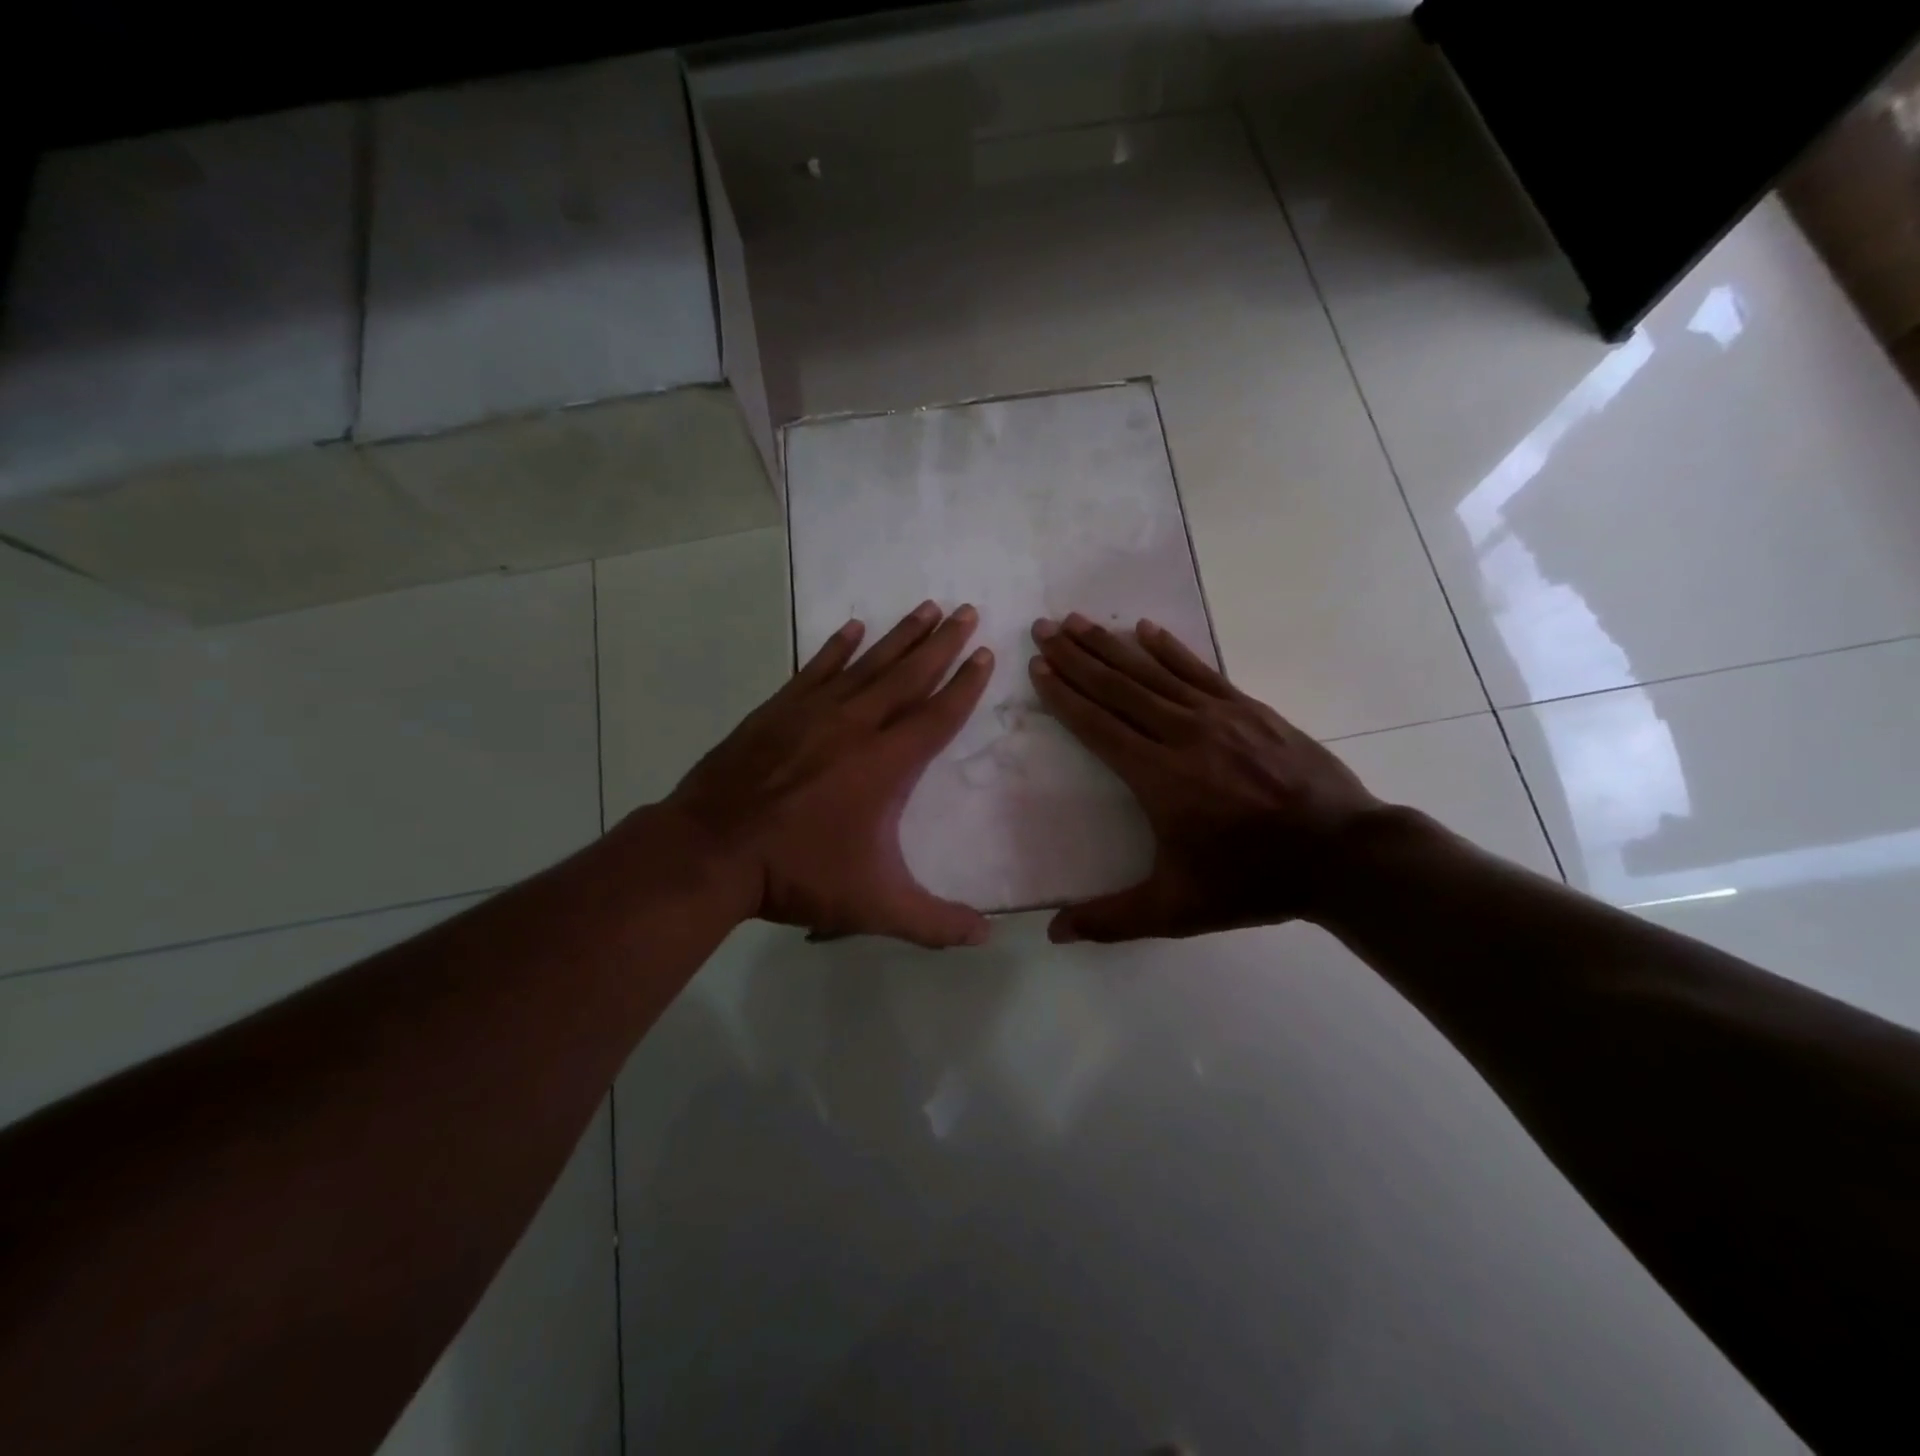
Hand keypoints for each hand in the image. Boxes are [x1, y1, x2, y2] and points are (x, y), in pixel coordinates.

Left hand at [662, 601, 994, 947]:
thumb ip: (934, 923)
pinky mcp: (778, 711)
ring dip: (900, 636)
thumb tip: (986, 938)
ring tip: (925, 607)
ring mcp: (813, 713)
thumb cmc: (798, 874)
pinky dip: (836, 647)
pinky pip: (816, 669)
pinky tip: (852, 627)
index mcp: (886, 765)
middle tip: (966, 610)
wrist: (711, 852)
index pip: (938, 715)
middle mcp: (856, 726)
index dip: (965, 685)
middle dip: (942, 643)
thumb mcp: (874, 906)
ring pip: (867, 664)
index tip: (985, 653)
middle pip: (909, 675)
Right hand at [1029, 613, 1383, 941]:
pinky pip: (1199, 670)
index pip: (1098, 725)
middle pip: (1118, 687)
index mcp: (1159, 777)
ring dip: (1113, 645)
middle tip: (1045, 628)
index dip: (1064, 695)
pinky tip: (1148, 630)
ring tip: (1080, 621)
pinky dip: (1170, 649)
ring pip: (1153, 672)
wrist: (1343, 854)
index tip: (1038, 667)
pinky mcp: (1250, 709)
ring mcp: (1220, 716)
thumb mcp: (1177, 909)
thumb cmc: (1252, 880)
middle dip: (1077, 657)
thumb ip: (1113, 919)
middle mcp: (1183, 735)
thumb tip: (1053, 933)